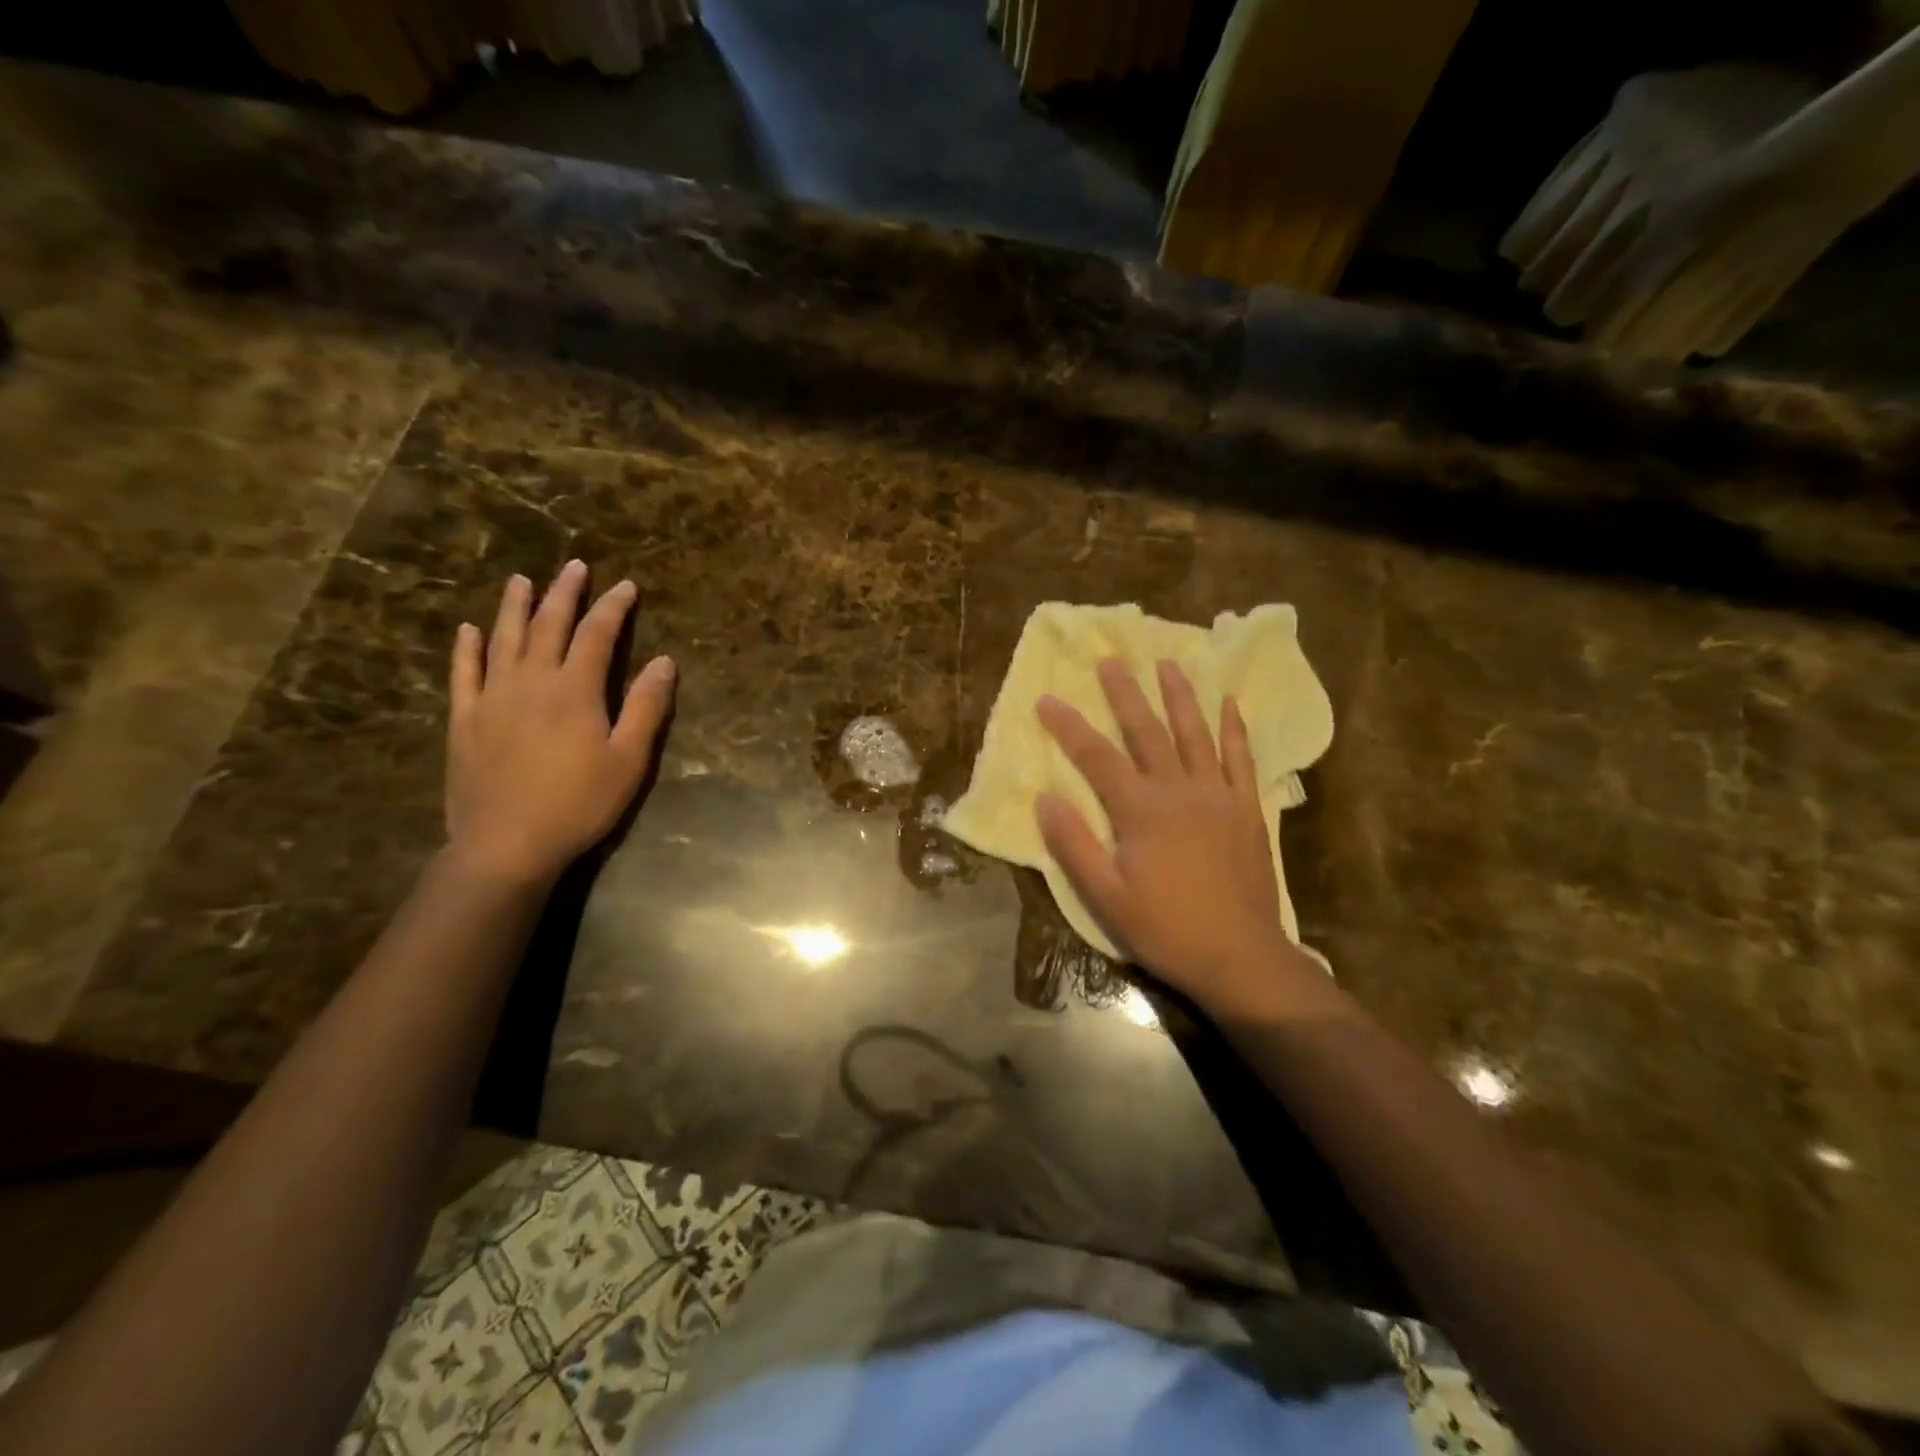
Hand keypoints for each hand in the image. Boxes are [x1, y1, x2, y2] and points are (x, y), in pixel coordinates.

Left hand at [445, 561, 675, 885]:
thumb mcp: (629, 760)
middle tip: (574, 566)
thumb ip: (646, 707)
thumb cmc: (579, 804)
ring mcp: (492, 697)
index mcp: (575, 690)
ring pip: (503, 639)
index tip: (626, 586)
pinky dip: (467, 647)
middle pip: (548, 625)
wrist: (507, 843)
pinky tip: (469, 630)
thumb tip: (664, 661)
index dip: (613, 608)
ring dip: (514, 606)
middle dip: (565, 593)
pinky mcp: (465, 719)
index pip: (596, 634)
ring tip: (522, 580)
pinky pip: (464, 673)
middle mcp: (531, 681)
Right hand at [1035, 658, 1314, 1016]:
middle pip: (1147, 731)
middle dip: (1125, 693)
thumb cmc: (1165, 928)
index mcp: (1140, 810)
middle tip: (1110, 659)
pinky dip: (1235, 729)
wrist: (1240, 957)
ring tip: (1167, 662)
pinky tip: (1230, 703)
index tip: (1046, 698)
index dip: (1068, 726)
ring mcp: (1218, 796)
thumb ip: (1073, 845)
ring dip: (1179, 695)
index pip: (1096, 757)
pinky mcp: (1247, 809)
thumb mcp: (1105, 897)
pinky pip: (1241, 759)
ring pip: (1196, 733)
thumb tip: (1045, 799)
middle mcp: (1179, 790)